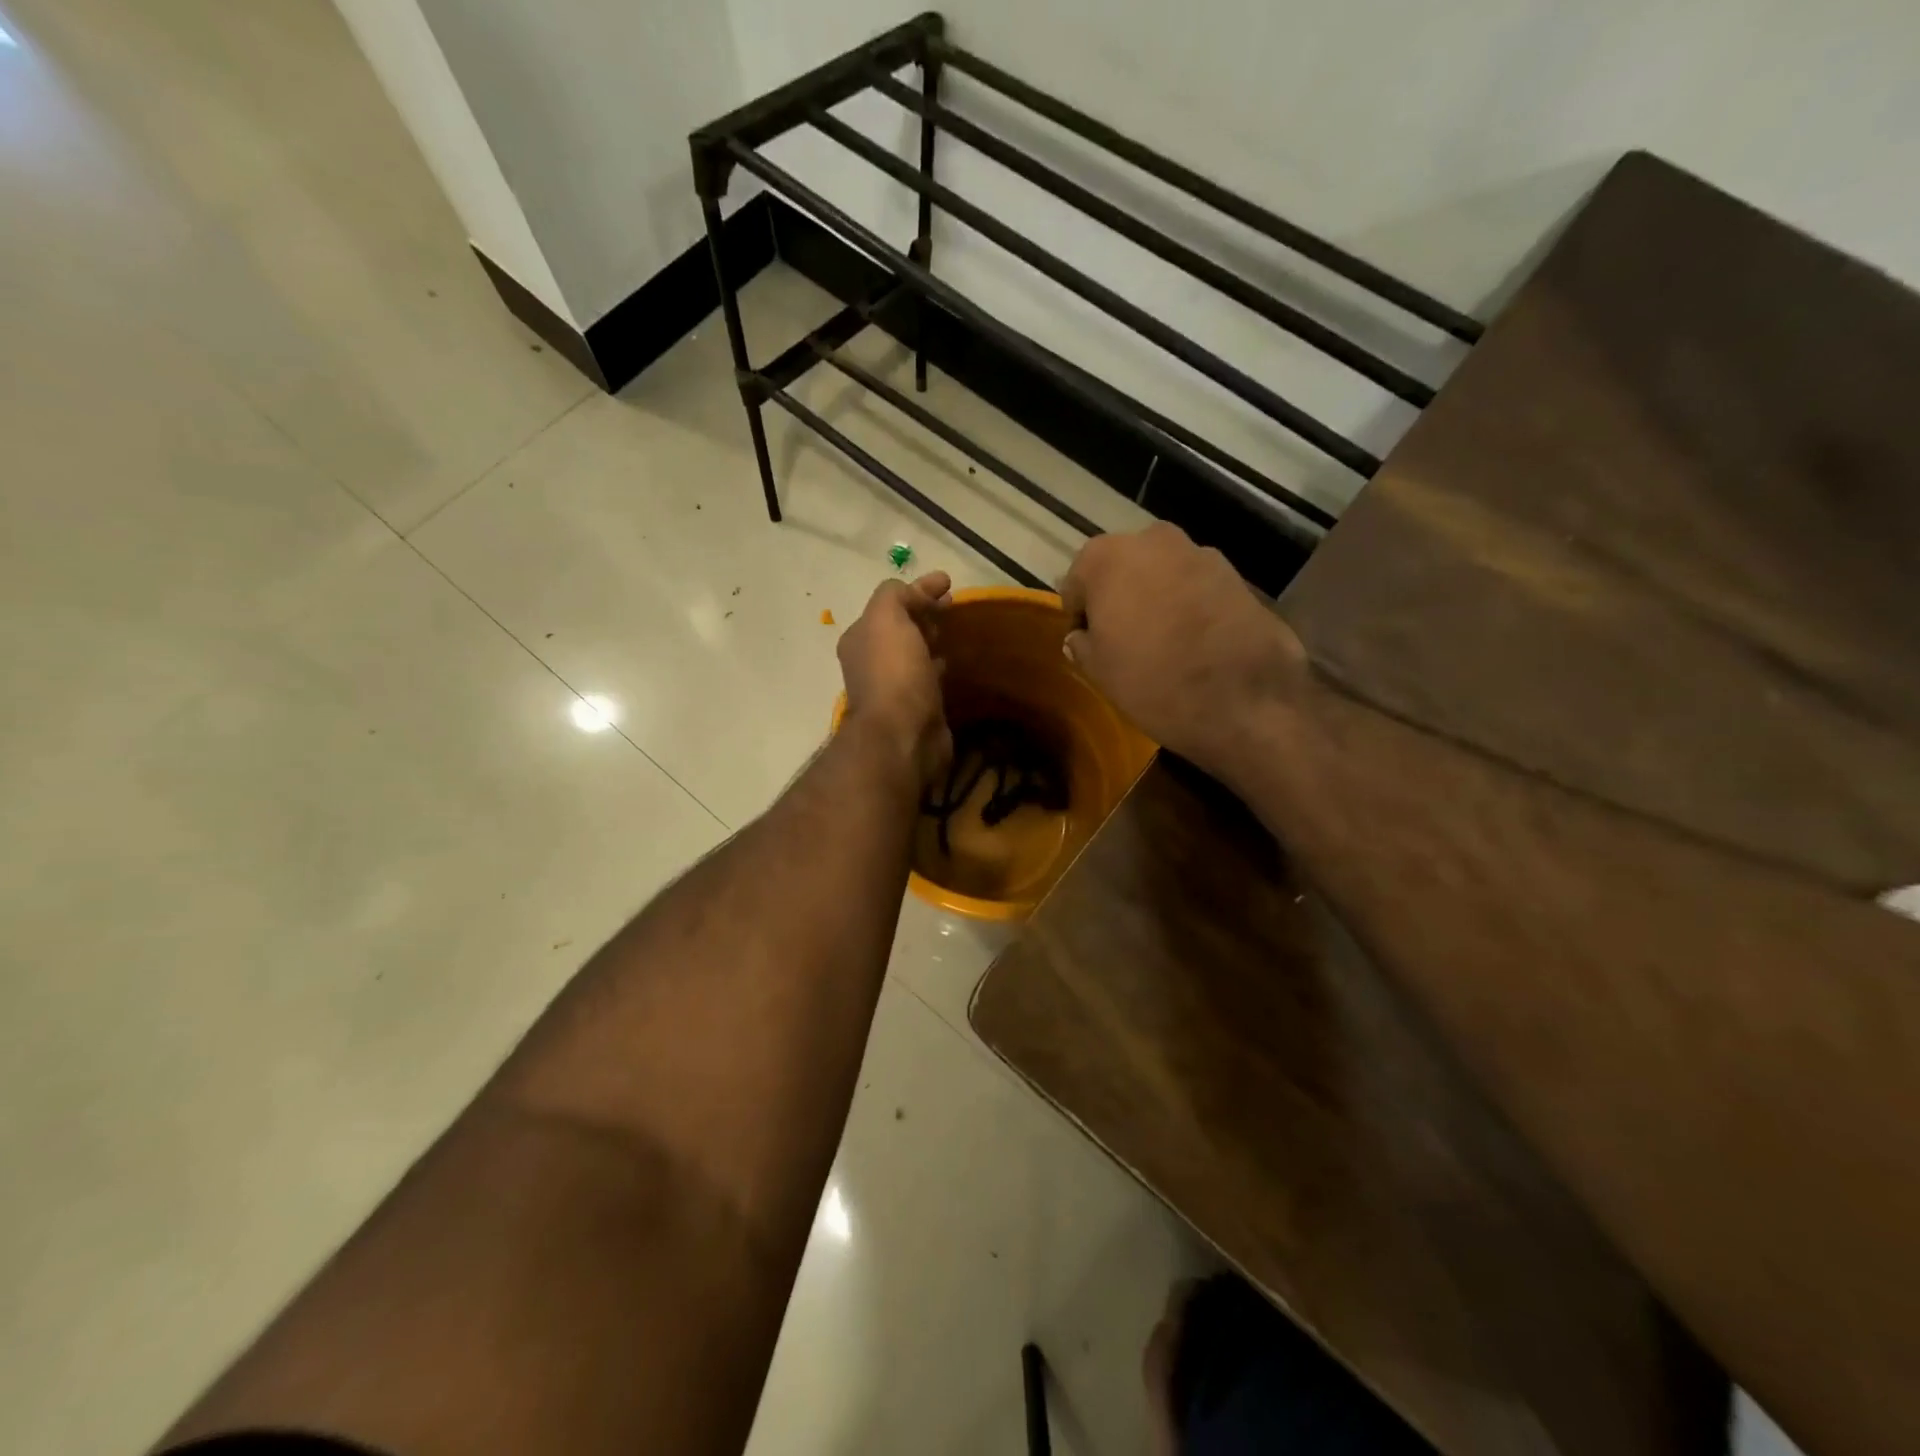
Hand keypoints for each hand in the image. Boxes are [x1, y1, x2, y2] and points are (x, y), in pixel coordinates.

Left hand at [837, 571, 953, 784]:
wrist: (903, 735)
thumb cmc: (893, 672)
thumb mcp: (887, 618)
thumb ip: (895, 595)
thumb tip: (916, 592)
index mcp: (861, 637)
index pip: (890, 603)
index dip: (918, 588)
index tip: (948, 582)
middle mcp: (872, 661)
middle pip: (900, 627)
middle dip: (923, 612)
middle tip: (952, 605)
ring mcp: (893, 686)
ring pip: (914, 652)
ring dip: (930, 638)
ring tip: (954, 630)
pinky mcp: (915, 708)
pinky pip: (928, 677)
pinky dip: (938, 665)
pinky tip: (952, 662)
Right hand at [1060, 524, 1305, 779]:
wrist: (1244, 700)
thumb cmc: (1153, 681)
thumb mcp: (1099, 671)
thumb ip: (1082, 644)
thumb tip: (1082, 636)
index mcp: (1106, 557)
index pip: (1077, 583)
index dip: (1080, 615)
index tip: (1089, 643)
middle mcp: (1152, 540)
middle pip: (1122, 568)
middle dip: (1119, 597)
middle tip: (1123, 640)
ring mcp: (1199, 552)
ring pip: (1162, 574)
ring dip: (1156, 598)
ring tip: (1163, 642)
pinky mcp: (1237, 573)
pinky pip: (1196, 587)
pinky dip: (1190, 605)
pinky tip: (1195, 641)